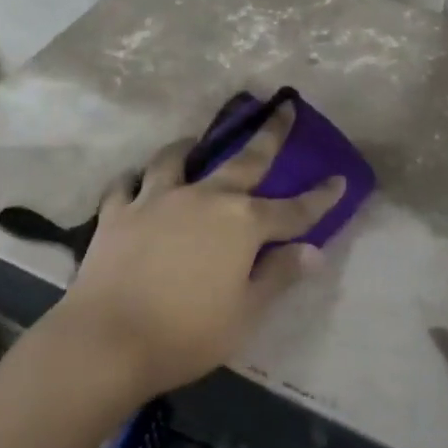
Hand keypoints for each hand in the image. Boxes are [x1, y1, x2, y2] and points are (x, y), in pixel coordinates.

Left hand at [51, 102, 345, 401]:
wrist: (109, 339)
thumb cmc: (187, 334)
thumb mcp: (245, 314)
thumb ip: (279, 276)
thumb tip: (313, 251)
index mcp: (241, 224)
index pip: (292, 210)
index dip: (319, 197)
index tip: (337, 178)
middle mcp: (204, 198)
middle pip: (244, 161)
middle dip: (270, 134)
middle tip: (284, 108)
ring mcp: (157, 199)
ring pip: (175, 159)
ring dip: (189, 148)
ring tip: (192, 143)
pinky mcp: (118, 212)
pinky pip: (126, 185)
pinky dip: (134, 181)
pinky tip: (135, 183)